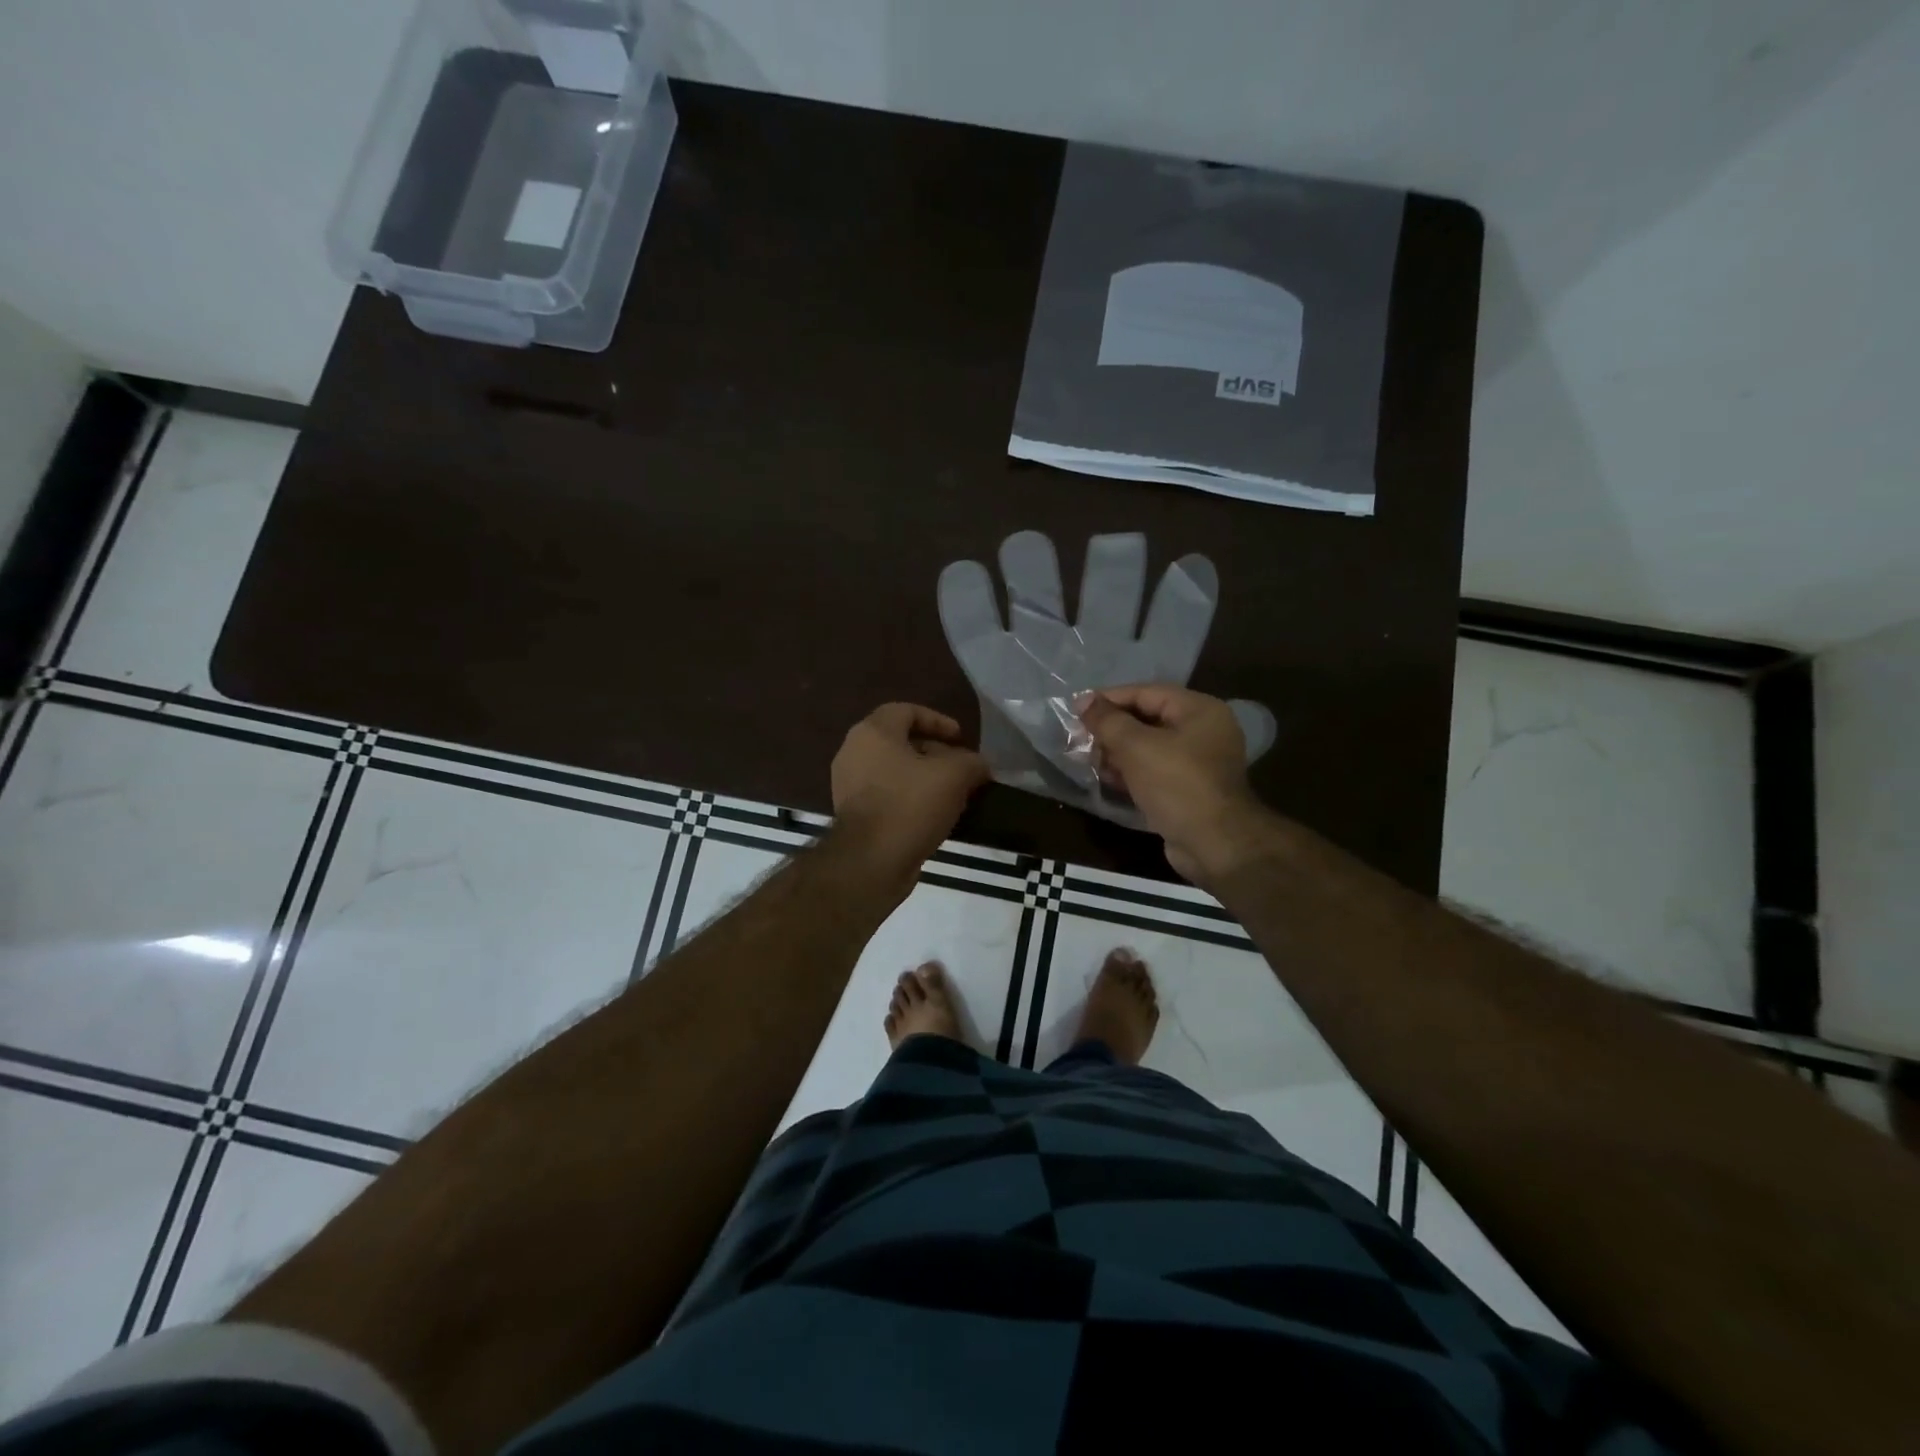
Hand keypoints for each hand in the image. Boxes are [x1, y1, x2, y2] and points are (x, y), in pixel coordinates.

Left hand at [831, 704, 989, 881]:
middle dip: (934, 752)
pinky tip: (933, 815)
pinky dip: (909, 798)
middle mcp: (853, 752)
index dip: (938, 720)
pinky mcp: (852, 814)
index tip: (961, 738)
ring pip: (893, 770)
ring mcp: (848, 785)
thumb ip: (972, 762)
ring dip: (923, 778)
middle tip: (960, 767)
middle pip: (899, 741)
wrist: (871, 861)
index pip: (906, 710)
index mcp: (872, 732)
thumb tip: (979, 765)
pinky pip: (886, 795)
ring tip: (952, 793)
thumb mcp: (955, 775)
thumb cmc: (910, 805)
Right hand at [1079, 685, 1275, 887]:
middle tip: (1080, 740)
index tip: (1076, 710)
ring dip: (1117, 753)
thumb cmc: (1176, 785)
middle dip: (1111, 729)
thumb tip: (1083, 701)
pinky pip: (1154, 770)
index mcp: (1198, 710)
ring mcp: (1198, 762)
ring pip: (1148, 747)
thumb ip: (1107, 721)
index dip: (1109, 699)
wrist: (1214, 844)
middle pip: (1147, 719)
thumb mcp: (1136, 747)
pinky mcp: (1189, 788)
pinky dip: (1131, 772)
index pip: (1146, 693)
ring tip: (1090, 761)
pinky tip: (1108, 779)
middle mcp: (1203, 730)